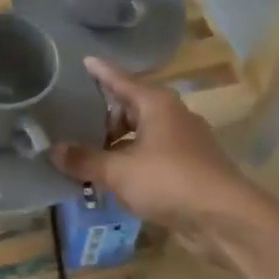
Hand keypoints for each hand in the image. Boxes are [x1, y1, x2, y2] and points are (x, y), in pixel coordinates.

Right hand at [51, 59, 272, 264]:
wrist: (224, 218)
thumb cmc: (169, 181)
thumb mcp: (119, 172)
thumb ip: (85, 160)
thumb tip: (54, 150)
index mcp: (157, 104)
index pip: (121, 80)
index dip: (101, 72)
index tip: (84, 61)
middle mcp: (173, 116)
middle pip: (131, 108)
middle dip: (104, 118)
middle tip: (75, 127)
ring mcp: (185, 142)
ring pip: (142, 135)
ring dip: (117, 145)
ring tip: (89, 159)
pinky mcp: (191, 168)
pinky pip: (153, 157)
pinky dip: (133, 163)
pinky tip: (116, 180)